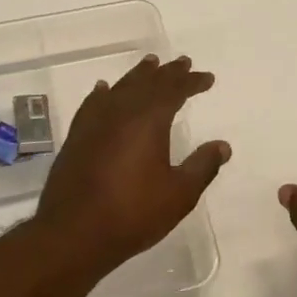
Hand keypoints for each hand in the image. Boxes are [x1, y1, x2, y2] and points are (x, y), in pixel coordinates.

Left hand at [34, 54, 229, 278]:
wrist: (73, 233)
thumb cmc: (133, 213)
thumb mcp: (179, 194)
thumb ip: (203, 166)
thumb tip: (223, 146)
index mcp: (149, 120)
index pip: (174, 90)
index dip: (192, 81)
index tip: (207, 78)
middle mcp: (121, 112)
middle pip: (147, 83)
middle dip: (167, 72)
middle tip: (182, 62)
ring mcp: (94, 123)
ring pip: (120, 88)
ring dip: (138, 76)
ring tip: (149, 64)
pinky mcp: (76, 137)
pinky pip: (93, 104)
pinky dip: (104, 93)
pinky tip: (104, 90)